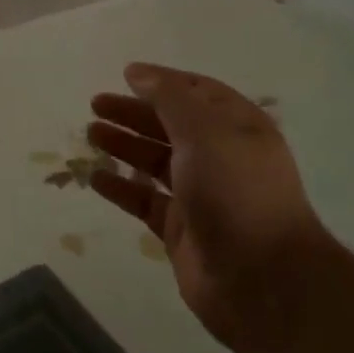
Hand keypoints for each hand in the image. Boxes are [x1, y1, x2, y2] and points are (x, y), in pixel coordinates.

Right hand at [87, 64, 326, 348]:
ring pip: (155, 161)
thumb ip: (168, 97)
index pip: (197, 92)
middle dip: (134, 113)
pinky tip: (95, 177)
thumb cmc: (236, 190)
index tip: (125, 75)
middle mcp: (220, 157)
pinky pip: (145, 200)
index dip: (162, 82)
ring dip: (124, 145)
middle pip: (170, 125)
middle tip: (96, 105)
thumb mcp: (204, 130)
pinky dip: (121, 187)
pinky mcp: (181, 229)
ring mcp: (200, 195)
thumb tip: (137, 72)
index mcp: (236, 127)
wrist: (262, 280)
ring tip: (91, 134)